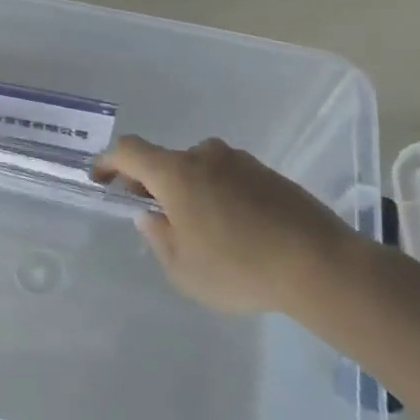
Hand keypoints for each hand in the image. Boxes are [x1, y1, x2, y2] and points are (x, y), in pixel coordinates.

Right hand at [94, 137, 358, 314]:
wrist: (320, 264)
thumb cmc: (239, 267)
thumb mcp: (183, 268)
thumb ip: (158, 237)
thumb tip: (151, 215)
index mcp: (176, 172)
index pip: (129, 151)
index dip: (108, 161)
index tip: (99, 178)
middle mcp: (205, 156)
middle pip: (166, 160)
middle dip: (151, 183)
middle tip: (153, 213)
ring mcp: (241, 162)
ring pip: (199, 168)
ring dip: (188, 188)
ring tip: (198, 227)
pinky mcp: (269, 174)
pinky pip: (229, 177)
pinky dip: (218, 194)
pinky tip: (233, 229)